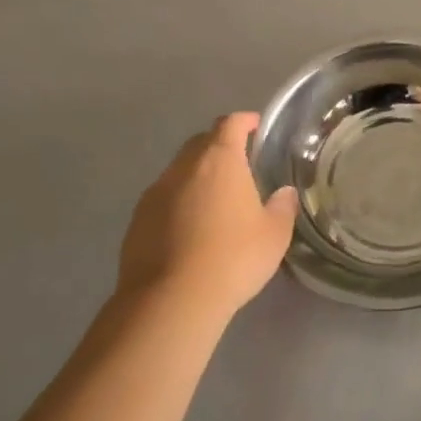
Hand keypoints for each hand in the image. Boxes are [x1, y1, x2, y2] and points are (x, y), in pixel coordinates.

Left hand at [117, 113, 297, 317]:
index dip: (244, 121)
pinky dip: (179, 202)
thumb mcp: (274, 235)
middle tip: (240, 165)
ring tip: (216, 200)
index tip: (256, 126)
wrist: (171, 300)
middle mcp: (183, 168)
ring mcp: (155, 193)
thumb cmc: (233, 258)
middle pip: (200, 143)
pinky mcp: (137, 220)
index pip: (230, 125)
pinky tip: (191, 228)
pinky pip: (163, 199)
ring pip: (179, 172)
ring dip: (197, 176)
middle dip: (219, 146)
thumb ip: (282, 207)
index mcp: (220, 161)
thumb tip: (284, 193)